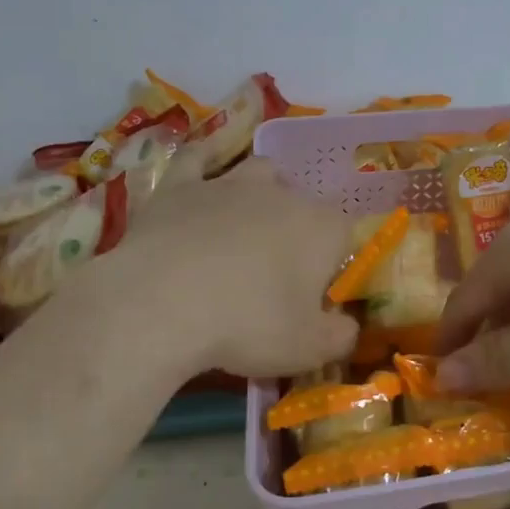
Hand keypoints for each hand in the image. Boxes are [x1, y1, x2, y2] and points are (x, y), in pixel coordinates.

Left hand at [116, 159, 358, 377]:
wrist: (161, 303)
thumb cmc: (247, 325)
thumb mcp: (307, 349)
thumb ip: (339, 337)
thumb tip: (347, 327)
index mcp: (321, 228)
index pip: (344, 235)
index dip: (332, 263)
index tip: (314, 295)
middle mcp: (282, 194)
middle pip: (302, 203)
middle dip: (297, 229)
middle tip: (278, 272)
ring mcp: (229, 183)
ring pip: (259, 171)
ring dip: (262, 190)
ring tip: (249, 220)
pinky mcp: (180, 185)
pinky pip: (196, 159)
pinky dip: (203, 161)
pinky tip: (203, 165)